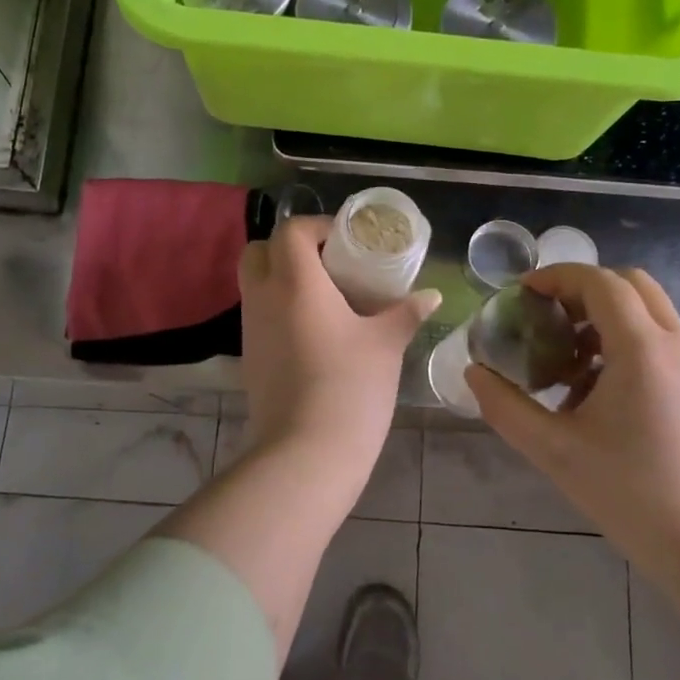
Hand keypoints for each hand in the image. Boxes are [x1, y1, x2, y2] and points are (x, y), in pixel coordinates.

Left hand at [239, 216, 440, 459]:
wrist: (306, 452)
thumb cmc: (350, 386)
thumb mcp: (386, 345)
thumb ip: (406, 313)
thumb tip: (431, 295)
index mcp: (295, 282)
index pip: (291, 230)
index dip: (317, 227)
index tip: (347, 242)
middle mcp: (263, 297)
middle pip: (260, 250)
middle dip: (290, 248)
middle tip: (328, 264)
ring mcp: (250, 329)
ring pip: (254, 283)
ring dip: (282, 278)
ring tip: (325, 298)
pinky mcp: (249, 357)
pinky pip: (258, 314)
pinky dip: (278, 308)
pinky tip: (313, 332)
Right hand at [465, 264, 679, 578]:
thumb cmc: (631, 496)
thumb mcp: (554, 451)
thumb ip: (505, 406)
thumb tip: (474, 373)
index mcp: (642, 349)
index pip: (599, 281)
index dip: (556, 277)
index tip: (521, 294)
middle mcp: (675, 344)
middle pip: (629, 283)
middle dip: (581, 290)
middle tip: (546, 318)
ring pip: (646, 310)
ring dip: (602, 317)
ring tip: (566, 362)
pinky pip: (658, 339)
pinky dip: (622, 341)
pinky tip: (595, 391)